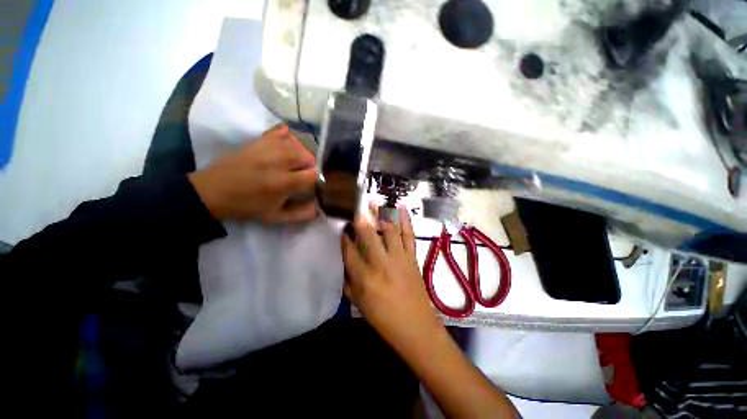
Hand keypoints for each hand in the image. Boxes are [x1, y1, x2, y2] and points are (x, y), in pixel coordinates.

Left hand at [189, 125, 317, 222]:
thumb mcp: (275, 217)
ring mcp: (267, 148)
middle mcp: (278, 161)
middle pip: (308, 156)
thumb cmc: (246, 206)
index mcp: (283, 182)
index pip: (313, 174)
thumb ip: (300, 214)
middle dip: (310, 167)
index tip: (313, 185)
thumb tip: (319, 207)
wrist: (212, 192)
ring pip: (297, 144)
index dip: (317, 179)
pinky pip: (280, 131)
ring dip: (302, 154)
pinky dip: (288, 137)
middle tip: (303, 176)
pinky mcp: (258, 141)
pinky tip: (288, 145)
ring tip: (296, 164)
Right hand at [342, 207, 442, 351]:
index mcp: (364, 278)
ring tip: (374, 201)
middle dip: (360, 219)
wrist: (416, 327)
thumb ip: (349, 282)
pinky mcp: (412, 257)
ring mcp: (399, 258)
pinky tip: (401, 208)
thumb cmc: (384, 319)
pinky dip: (405, 220)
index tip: (342, 230)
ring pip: (389, 230)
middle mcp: (381, 264)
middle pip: (368, 236)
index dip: (344, 239)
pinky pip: (409, 235)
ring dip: (381, 214)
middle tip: (355, 207)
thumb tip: (345, 263)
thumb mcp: (359, 304)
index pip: (349, 252)